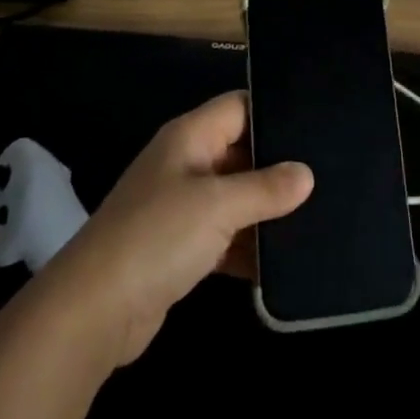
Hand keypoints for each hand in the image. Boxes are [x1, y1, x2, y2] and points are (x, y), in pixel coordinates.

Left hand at [35, 91, 312, 366]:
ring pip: (234, 197)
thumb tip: (307, 174)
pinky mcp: (179, 248)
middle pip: (240, 151)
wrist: (92, 312)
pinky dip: (248, 246)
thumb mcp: (219, 206)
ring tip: (317, 214)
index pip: (239, 107)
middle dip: (277, 165)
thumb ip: (266, 188)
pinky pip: (224, 236)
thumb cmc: (157, 237)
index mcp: (190, 137)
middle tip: (327, 173)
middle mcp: (186, 163)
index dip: (274, 111)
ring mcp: (180, 207)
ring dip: (265, 210)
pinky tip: (284, 260)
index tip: (317, 124)